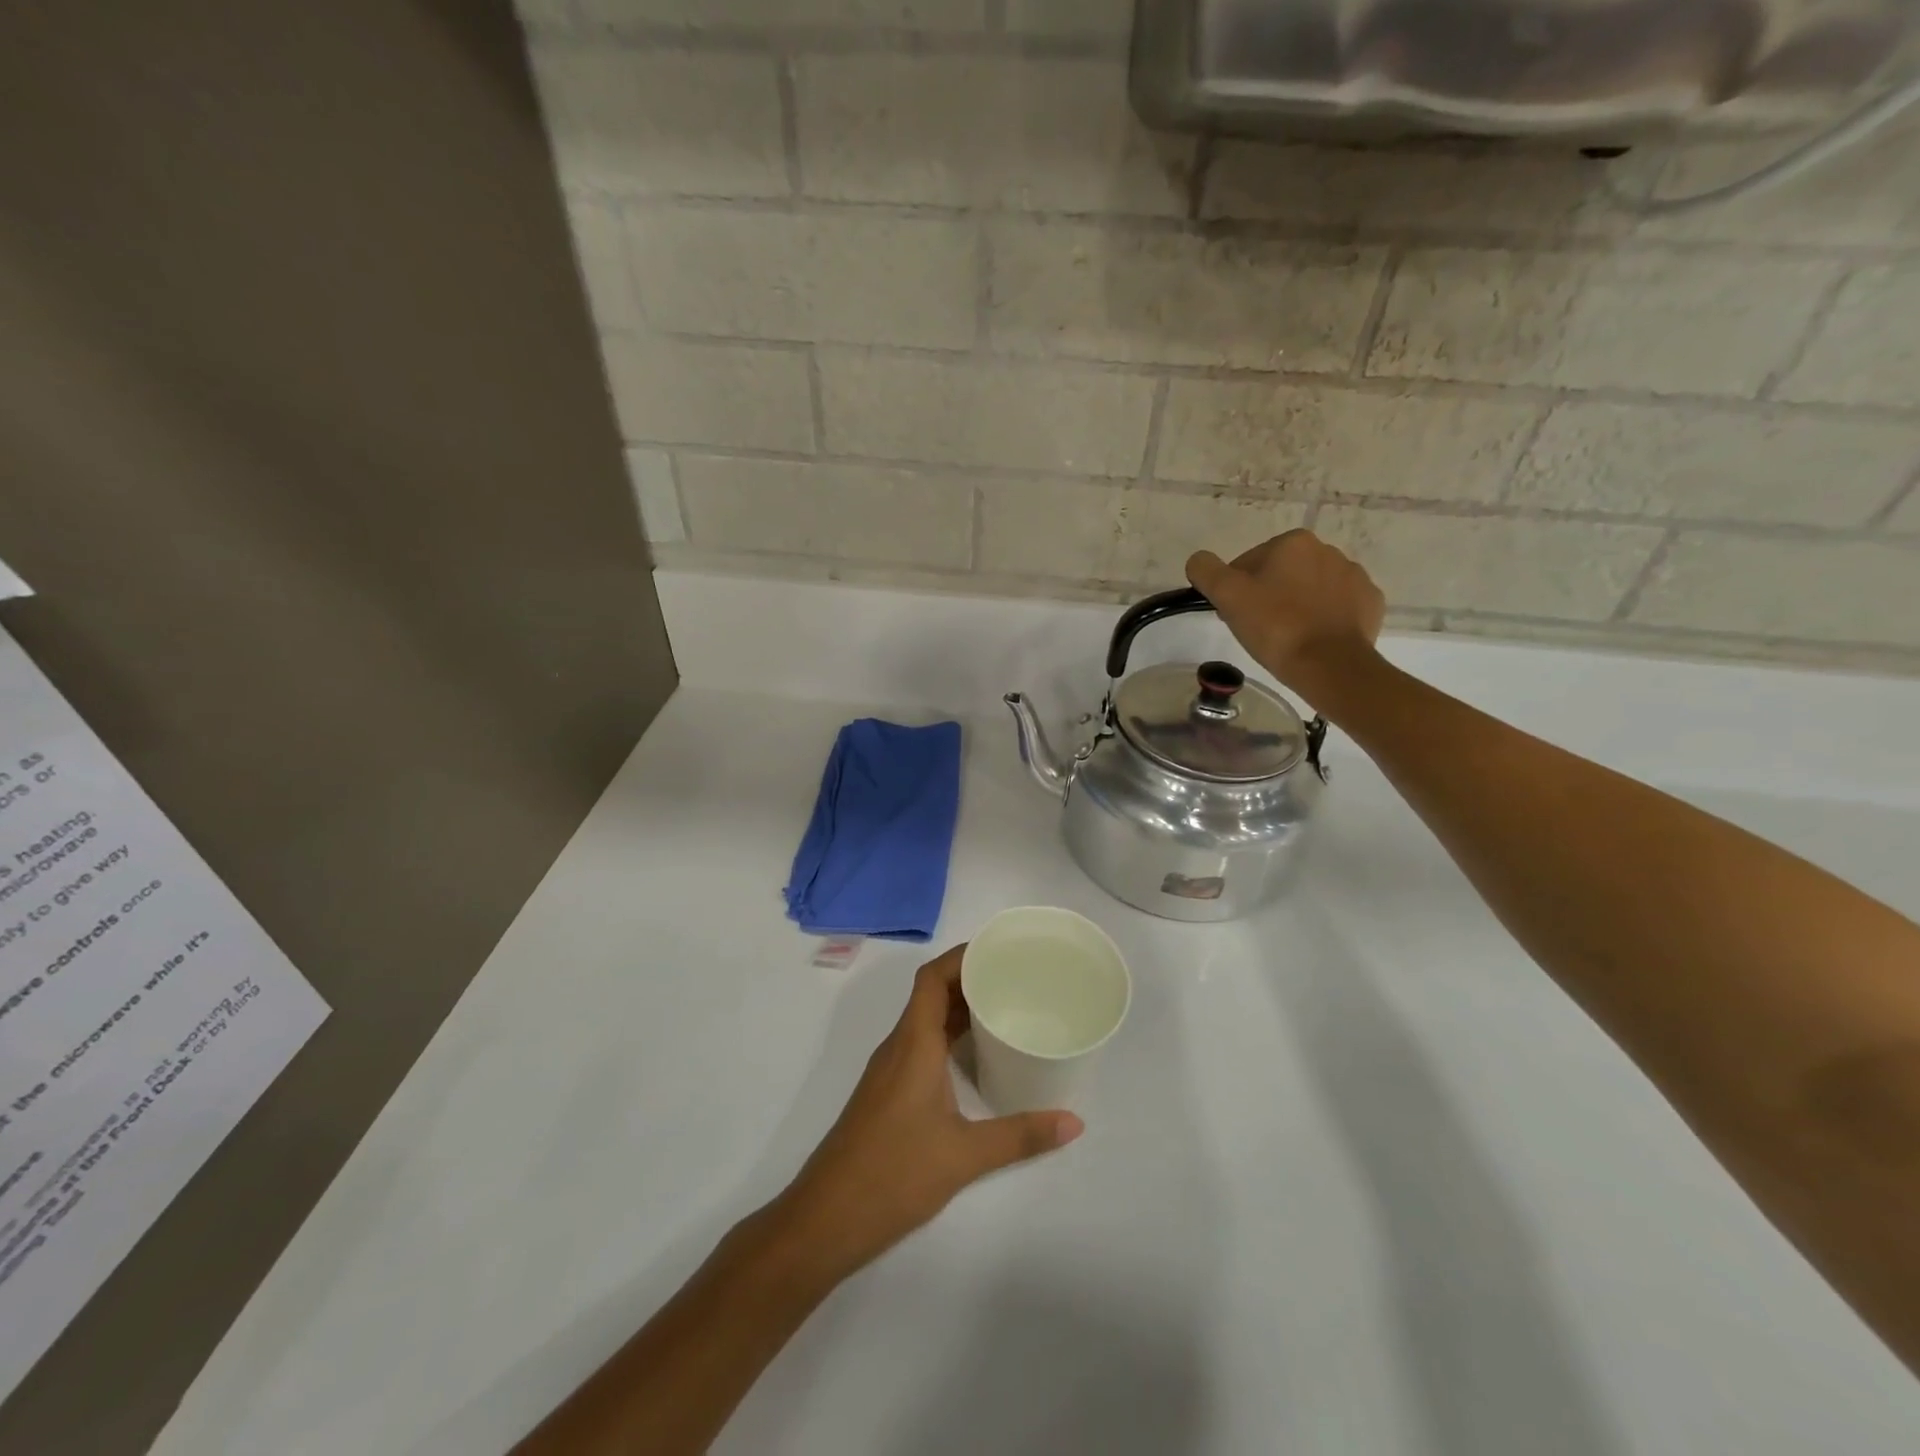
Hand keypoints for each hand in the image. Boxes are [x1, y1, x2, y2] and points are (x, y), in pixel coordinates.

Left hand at [768, 946, 1081, 1285]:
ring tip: (1003, 1009)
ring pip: (925, 1021)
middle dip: (969, 980)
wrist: (826, 1218)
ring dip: (958, 1009)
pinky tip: (975, 1058)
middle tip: (1015, 978)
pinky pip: (920, 1045)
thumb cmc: (893, 1173)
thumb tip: (1074, 1122)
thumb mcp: (965, 1156)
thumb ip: (1020, 1136)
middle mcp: (899, 1047)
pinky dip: (947, 1038)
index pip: (932, 978)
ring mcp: (889, 1071)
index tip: (999, 951)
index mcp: (913, 1044)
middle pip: (931, 995)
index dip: (961, 957)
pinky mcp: (888, 1094)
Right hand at [1187, 530, 1385, 695]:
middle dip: (1268, 596)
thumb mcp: (1228, 596)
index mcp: (1293, 542)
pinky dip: (1324, 619)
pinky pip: (1338, 606)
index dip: (1237, 591)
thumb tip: (1199, 561)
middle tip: (1258, 630)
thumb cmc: (1276, 627)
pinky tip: (1314, 639)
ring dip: (1297, 606)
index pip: (1249, 563)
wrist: (1330, 666)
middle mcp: (1328, 550)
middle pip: (1281, 574)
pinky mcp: (1370, 603)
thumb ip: (1206, 571)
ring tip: (1287, 638)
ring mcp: (1354, 577)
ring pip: (1310, 589)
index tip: (1236, 617)